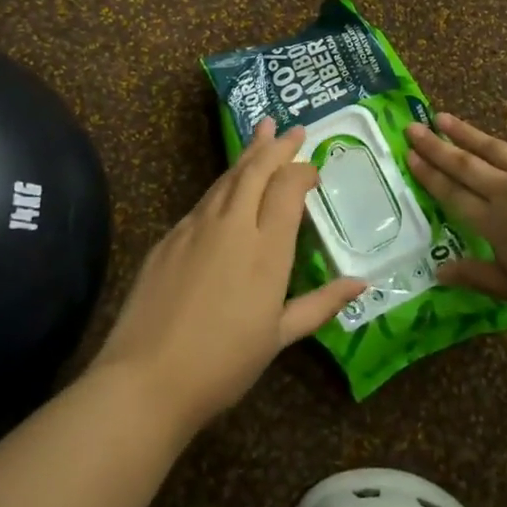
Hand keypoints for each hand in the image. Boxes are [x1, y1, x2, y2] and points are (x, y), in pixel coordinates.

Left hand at [92, 119, 365, 434]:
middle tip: (293, 128)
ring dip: (248, 154)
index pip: (288, 188)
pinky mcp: (169, 237)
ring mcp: (196, 227)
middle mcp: (232, 225)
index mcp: (266, 249)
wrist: (146, 378)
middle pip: (256, 171)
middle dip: (276, 146)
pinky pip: (204, 200)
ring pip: (227, 178)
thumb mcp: (279, 337)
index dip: (302, 171)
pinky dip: (223, 184)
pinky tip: (227, 186)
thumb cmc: (223, 363)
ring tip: (262, 133)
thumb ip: (320, 304)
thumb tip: (361, 284)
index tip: (313, 169)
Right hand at [407, 102, 506, 327]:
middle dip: (436, 147)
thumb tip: (438, 270)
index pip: (453, 195)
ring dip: (466, 131)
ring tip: (443, 116)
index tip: (408, 157)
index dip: (429, 176)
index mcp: (496, 224)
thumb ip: (481, 277)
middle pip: (465, 165)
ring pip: (494, 146)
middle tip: (412, 128)